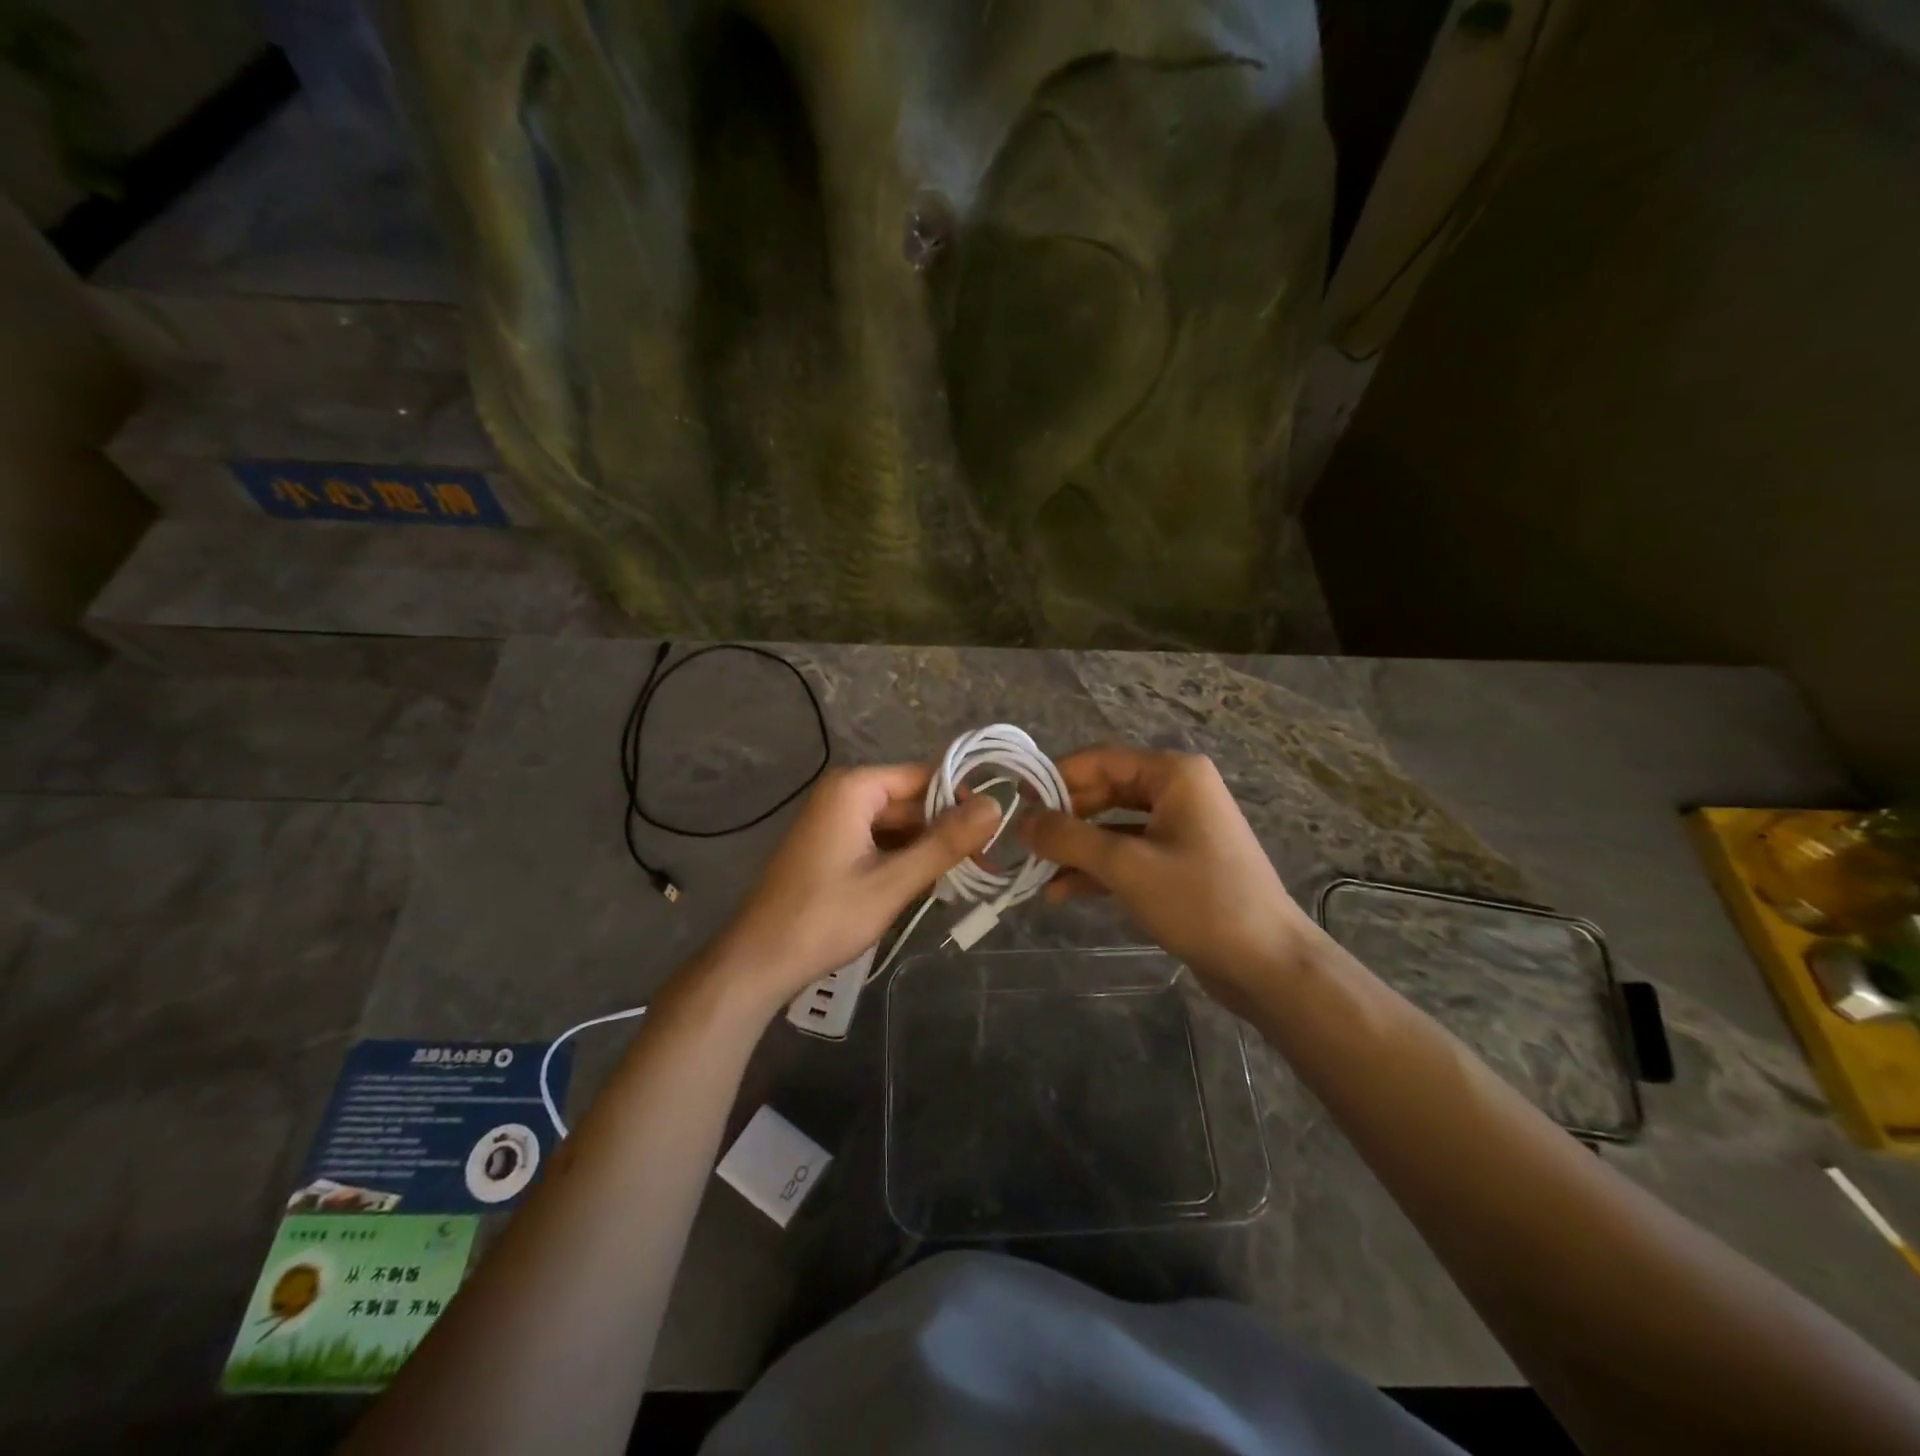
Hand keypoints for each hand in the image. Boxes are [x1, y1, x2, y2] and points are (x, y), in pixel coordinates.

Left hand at [702, 764, 1000, 1015]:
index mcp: (854, 789)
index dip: (961, 799)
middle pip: (911, 801)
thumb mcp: (893, 882)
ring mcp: (835, 821)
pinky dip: (905, 859)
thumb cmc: (825, 918)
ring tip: (970, 875)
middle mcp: (843, 794)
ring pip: (898, 824)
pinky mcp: (832, 847)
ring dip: (928, 848)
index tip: (997, 827)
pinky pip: (880, 841)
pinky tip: (931, 883)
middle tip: (988, 861)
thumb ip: (944, 843)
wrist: (759, 962)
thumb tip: (996, 806)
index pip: (923, 776)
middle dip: (947, 829)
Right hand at [1020, 746, 1317, 1010]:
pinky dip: (1096, 869)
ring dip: (1075, 848)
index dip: (1055, 778)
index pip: (1099, 760)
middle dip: (1063, 818)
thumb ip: (1069, 838)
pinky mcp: (1177, 863)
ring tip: (1034, 873)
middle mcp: (1177, 791)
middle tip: (1022, 842)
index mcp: (1174, 774)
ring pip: (1111, 826)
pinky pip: (1127, 854)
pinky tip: (1061, 893)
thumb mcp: (1127, 866)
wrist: (1267, 964)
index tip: (1016, 803)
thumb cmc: (1200, 901)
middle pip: (1103, 792)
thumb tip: (1021, 822)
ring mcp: (1179, 828)